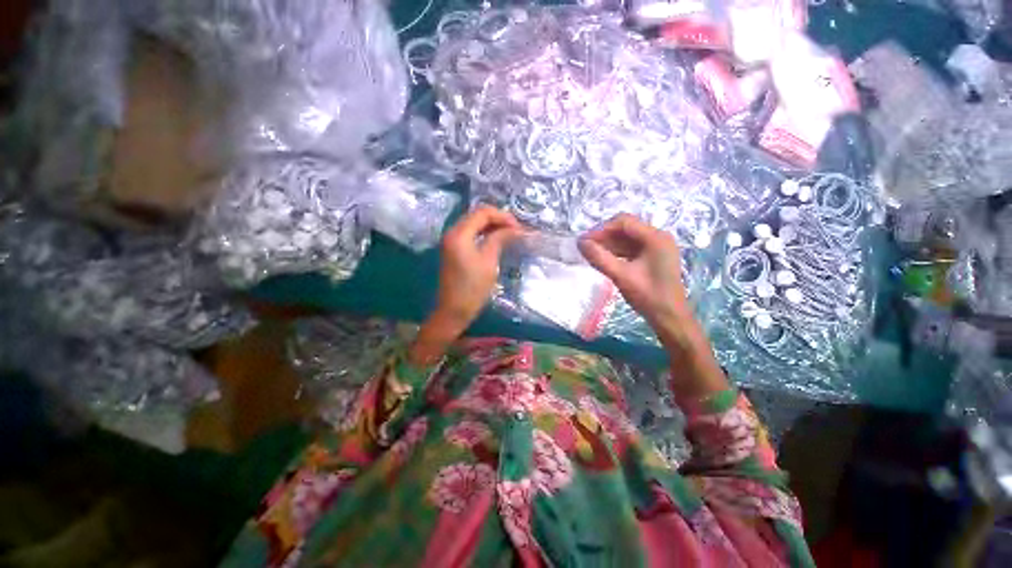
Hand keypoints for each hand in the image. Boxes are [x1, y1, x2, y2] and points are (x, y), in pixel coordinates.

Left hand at [410, 207, 523, 365]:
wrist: (453, 310)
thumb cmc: (472, 289)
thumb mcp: (489, 262)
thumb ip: (499, 240)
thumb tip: (514, 228)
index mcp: (459, 234)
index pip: (482, 213)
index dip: (502, 216)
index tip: (518, 227)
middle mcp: (452, 232)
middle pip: (477, 215)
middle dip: (498, 219)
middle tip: (515, 230)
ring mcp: (450, 241)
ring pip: (473, 224)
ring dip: (491, 226)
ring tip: (509, 234)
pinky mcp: (452, 249)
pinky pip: (470, 233)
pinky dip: (483, 233)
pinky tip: (496, 240)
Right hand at [579, 213, 727, 399]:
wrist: (669, 318)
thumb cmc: (648, 296)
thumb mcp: (621, 276)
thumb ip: (599, 257)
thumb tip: (580, 243)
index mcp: (655, 237)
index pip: (623, 222)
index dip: (601, 229)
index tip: (585, 241)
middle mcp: (658, 237)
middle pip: (625, 229)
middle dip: (604, 236)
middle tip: (586, 247)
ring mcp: (657, 247)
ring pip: (627, 239)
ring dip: (609, 244)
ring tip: (591, 254)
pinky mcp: (653, 257)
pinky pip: (631, 248)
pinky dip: (616, 252)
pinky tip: (604, 259)